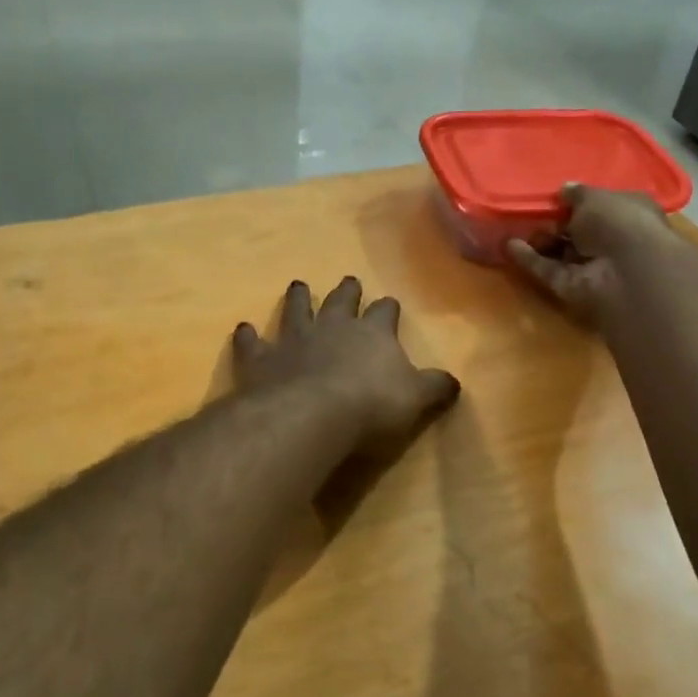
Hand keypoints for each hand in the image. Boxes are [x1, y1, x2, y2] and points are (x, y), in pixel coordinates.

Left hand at [233, 278, 460, 448]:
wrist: (310, 416)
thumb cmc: (370, 406)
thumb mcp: (415, 399)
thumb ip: (435, 388)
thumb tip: (454, 382)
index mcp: (372, 333)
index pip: (384, 312)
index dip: (388, 309)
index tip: (390, 305)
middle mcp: (332, 326)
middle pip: (341, 301)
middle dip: (347, 291)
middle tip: (349, 281)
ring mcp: (294, 339)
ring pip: (296, 310)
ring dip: (298, 298)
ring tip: (298, 285)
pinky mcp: (261, 359)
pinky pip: (252, 342)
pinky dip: (247, 336)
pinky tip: (243, 329)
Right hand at [506, 184, 682, 325]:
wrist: (626, 272)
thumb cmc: (618, 222)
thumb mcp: (594, 197)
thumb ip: (576, 194)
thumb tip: (565, 190)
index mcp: (628, 213)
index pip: (601, 206)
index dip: (579, 202)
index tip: (555, 196)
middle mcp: (611, 240)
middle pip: (578, 231)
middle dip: (555, 222)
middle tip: (531, 212)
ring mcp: (592, 265)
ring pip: (561, 252)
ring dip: (539, 241)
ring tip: (513, 227)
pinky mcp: (572, 286)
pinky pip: (548, 270)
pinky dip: (529, 259)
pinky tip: (509, 246)